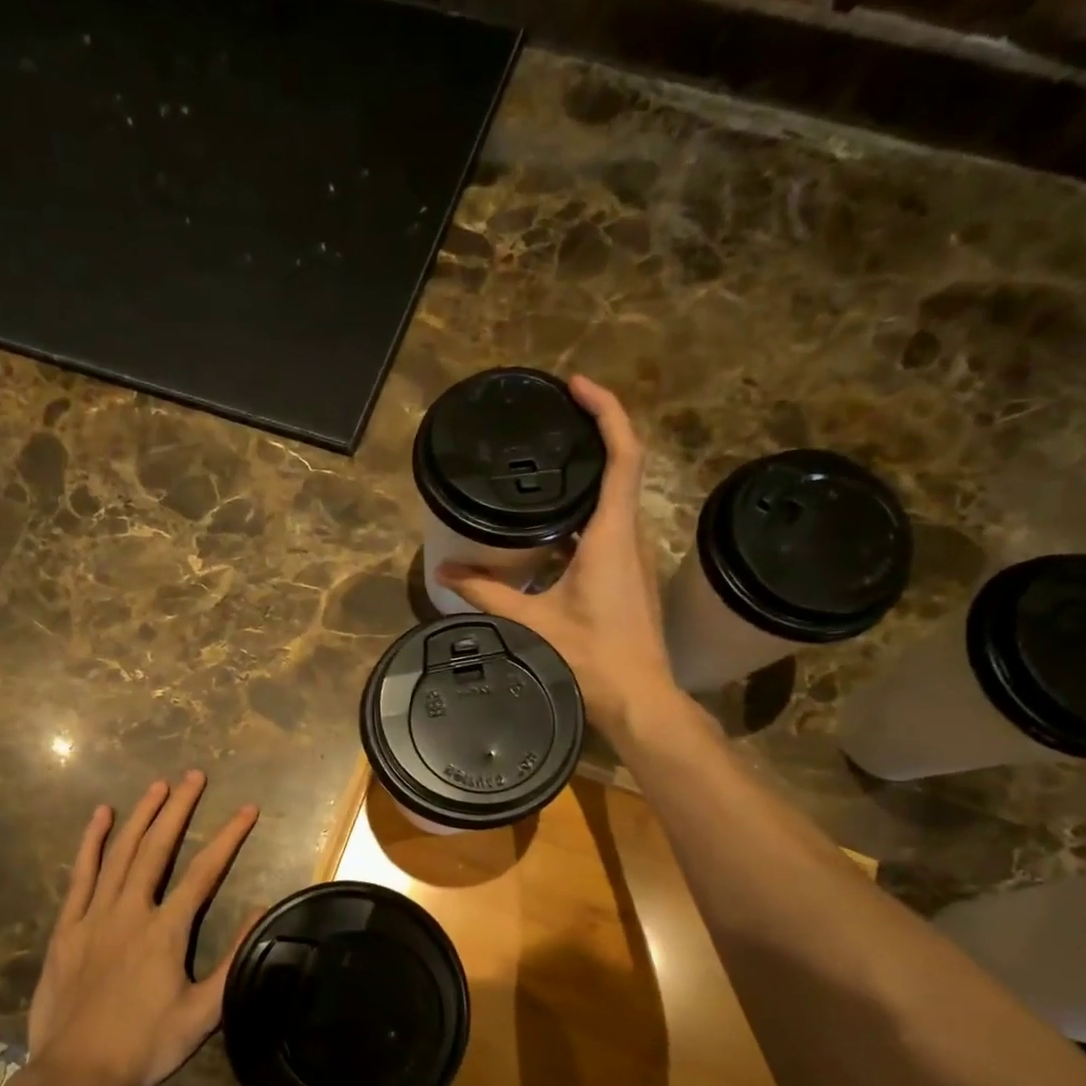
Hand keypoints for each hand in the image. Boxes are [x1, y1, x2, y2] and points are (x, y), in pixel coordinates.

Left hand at [25, 771, 257, 1085]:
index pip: (205, 871)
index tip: (247, 809)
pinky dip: (90, 843)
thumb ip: (234, 960)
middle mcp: (131, 910)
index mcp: (166, 930)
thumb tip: (262, 911)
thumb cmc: (144, 1046)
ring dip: (141, 816)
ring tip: (158, 786)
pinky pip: (80, 875)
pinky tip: (100, 816)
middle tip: (194, 775)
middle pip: (158, 847)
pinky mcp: (67, 927)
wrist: (75, 1075)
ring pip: (120, 853)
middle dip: (179, 808)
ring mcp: (94, 916)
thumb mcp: (202, 1013)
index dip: (229, 837)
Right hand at [438, 375, 682, 740]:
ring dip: (588, 475)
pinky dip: (584, 512)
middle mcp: (631, 536)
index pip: (624, 456)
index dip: (607, 412)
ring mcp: (635, 556)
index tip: (577, 386)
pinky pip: (610, 527)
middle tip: (551, 418)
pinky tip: (549, 525)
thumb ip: (486, 593)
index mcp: (612, 536)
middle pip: (623, 467)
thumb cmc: (592, 658)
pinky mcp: (630, 575)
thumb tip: (445, 573)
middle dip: (593, 433)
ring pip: (616, 499)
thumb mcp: (532, 622)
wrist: (640, 699)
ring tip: (545, 463)